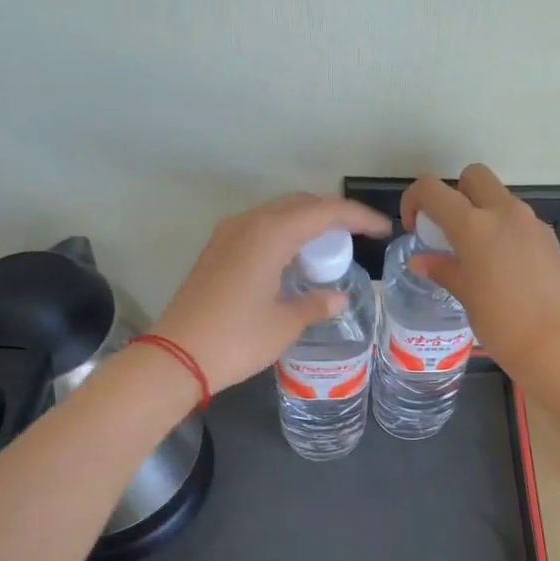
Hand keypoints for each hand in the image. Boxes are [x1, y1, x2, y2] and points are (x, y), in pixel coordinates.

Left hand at [155, 193, 390, 392]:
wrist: (177, 357)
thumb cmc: (237, 339)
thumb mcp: (285, 324)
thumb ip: (316, 304)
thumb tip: (338, 298)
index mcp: (271, 234)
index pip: (325, 212)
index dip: (358, 217)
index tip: (382, 230)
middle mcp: (249, 223)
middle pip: (300, 203)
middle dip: (333, 214)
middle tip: (359, 235)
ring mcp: (228, 234)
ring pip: (277, 212)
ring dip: (307, 221)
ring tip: (330, 246)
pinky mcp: (216, 250)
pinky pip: (260, 227)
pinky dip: (284, 233)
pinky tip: (294, 258)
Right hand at [402, 164, 559, 378]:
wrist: (559, 344)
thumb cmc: (502, 324)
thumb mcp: (465, 296)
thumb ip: (443, 270)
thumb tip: (422, 260)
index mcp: (474, 225)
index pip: (433, 189)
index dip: (415, 200)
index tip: (414, 227)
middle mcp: (504, 213)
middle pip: (474, 176)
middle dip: (456, 193)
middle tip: (449, 230)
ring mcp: (532, 223)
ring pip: (500, 198)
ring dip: (483, 212)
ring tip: (476, 255)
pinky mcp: (550, 239)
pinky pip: (520, 222)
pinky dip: (505, 231)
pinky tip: (504, 268)